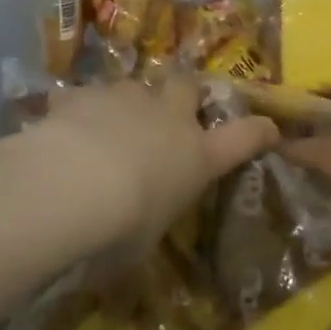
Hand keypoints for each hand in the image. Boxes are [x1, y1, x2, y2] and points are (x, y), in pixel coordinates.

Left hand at [34, 78, 276, 255]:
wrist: (72, 184)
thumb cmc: (122, 226)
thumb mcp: (142, 244)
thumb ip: (146, 228)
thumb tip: (134, 243)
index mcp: (196, 157)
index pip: (244, 137)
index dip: (259, 131)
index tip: (268, 129)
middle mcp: (168, 118)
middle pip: (188, 85)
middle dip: (182, 92)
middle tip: (170, 109)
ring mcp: (127, 99)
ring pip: (135, 86)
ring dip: (127, 103)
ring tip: (106, 125)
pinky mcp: (86, 93)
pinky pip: (84, 95)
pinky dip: (77, 109)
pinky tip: (62, 125)